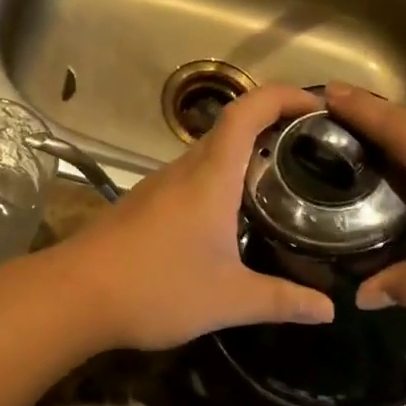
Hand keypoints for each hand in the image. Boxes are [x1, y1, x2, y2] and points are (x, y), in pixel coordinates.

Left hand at [59, 85, 334, 351]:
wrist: (75, 294)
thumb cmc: (156, 287)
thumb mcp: (228, 299)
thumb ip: (282, 301)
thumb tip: (329, 310)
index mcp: (210, 176)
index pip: (248, 111)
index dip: (283, 96)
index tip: (317, 105)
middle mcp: (184, 169)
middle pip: (231, 128)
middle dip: (272, 126)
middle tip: (312, 149)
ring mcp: (160, 185)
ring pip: (209, 153)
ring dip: (245, 155)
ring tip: (282, 181)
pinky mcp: (145, 204)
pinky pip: (192, 177)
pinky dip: (221, 179)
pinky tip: (232, 214)